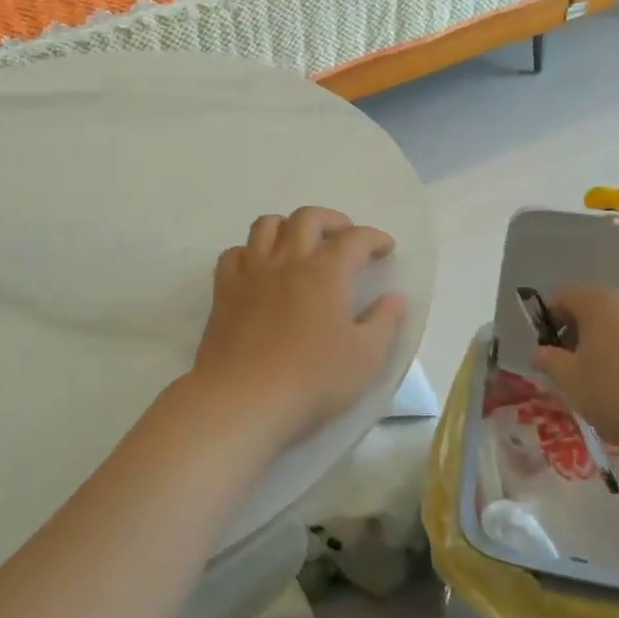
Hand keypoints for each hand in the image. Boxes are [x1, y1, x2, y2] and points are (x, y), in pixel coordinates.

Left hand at [184, 207, 407, 452]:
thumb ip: (384, 323)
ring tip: (300, 243)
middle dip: (332, 220)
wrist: (242, 399)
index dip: (374, 238)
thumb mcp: (366, 358)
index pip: (355, 239)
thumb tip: (394, 299)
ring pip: (267, 226)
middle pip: (308, 218)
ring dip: (288, 225)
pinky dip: (250, 252)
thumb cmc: (312, 380)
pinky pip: (234, 253)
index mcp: (326, 273)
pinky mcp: (224, 291)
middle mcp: (288, 261)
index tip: (385, 248)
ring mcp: (251, 273)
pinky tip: (258, 268)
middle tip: (344, 236)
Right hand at [530, 286, 618, 451]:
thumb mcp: (570, 381)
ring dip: (608, 343)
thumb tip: (541, 352)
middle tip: (574, 366)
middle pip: (596, 307)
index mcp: (600, 302)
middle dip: (580, 332)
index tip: (550, 349)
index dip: (550, 319)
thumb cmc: (618, 392)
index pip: (564, 295)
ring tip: (606, 380)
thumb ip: (549, 361)